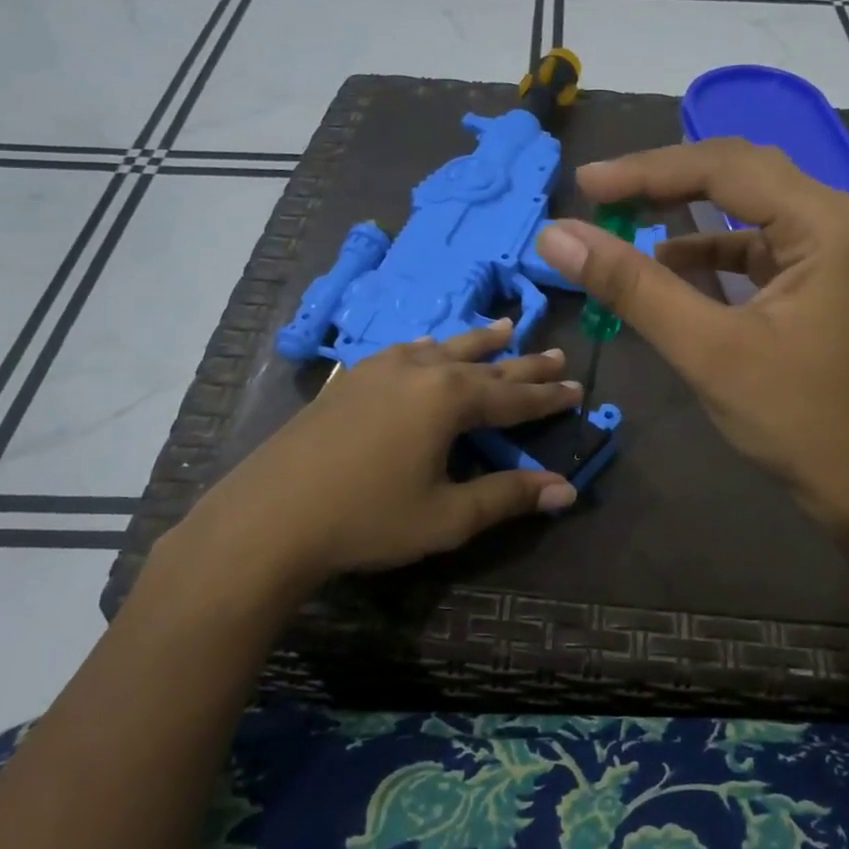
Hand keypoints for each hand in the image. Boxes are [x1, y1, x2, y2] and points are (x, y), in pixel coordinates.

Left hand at [179, 321, 580, 590]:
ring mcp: (380, 369)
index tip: (579, 387)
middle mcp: (420, 370)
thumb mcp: (447, 516)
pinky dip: (433, 349)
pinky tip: (430, 349)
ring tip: (506, 329)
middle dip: (524, 364)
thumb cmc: (367, 519)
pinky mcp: (351, 378)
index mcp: (449, 398)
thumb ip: (508, 497)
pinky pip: (407, 352)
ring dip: (479, 342)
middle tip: (556, 354)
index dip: (549, 397)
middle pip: (485, 364)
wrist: (269, 517)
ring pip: (444, 347)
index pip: (514, 396)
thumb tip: (566, 490)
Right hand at [537, 139, 848, 532]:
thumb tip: (558, 237)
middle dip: (665, 181)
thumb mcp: (707, 349)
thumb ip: (633, 287)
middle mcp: (837, 219)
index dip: (647, 171)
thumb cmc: (794, 418)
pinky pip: (754, 244)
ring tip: (623, 217)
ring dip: (684, 212)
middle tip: (599, 192)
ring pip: (745, 206)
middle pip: (739, 173)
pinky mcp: (816, 277)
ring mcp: (831, 248)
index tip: (585, 183)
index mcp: (827, 223)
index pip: (725, 168)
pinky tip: (667, 263)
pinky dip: (708, 250)